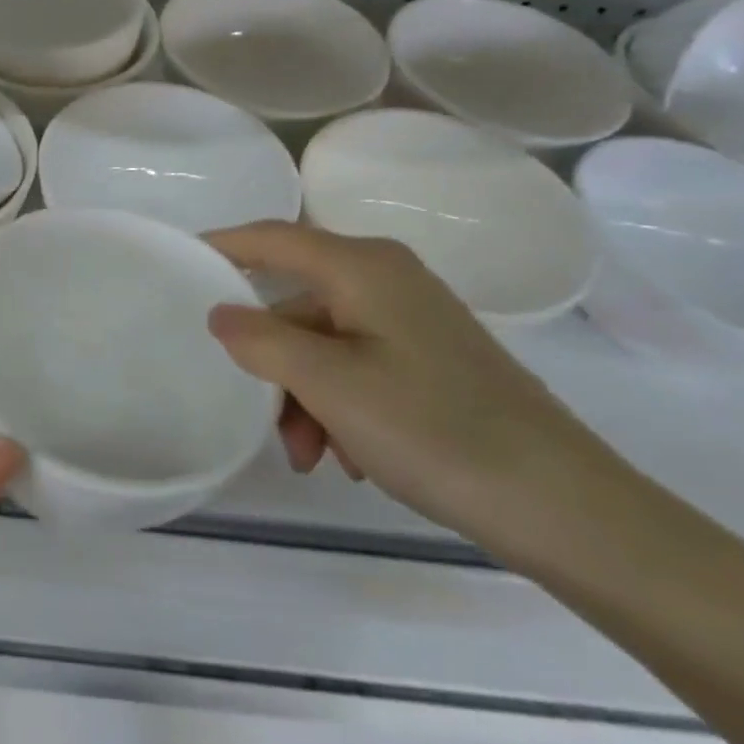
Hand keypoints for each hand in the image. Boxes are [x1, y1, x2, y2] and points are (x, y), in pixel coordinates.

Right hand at [204, 222, 630, 564]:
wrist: (562, 505)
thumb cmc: (433, 429)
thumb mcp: (329, 384)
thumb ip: (261, 341)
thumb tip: (220, 313)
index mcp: (363, 268)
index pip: (274, 238)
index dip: (224, 246)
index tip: (180, 260)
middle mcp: (389, 280)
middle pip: (299, 304)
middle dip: (273, 363)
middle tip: (265, 421)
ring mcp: (415, 320)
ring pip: (327, 344)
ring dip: (306, 396)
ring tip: (315, 457)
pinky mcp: (434, 358)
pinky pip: (360, 367)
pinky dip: (340, 405)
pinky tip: (353, 455)